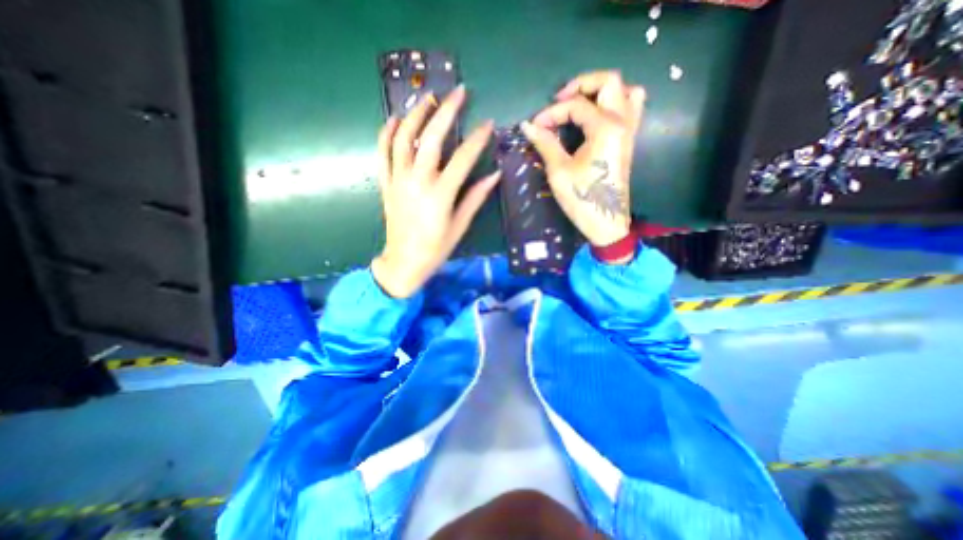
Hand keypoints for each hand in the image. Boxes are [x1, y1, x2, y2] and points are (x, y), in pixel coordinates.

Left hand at [371, 87, 500, 298]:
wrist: (404, 262)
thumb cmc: (436, 248)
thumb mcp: (460, 226)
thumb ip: (475, 197)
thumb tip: (494, 175)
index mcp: (440, 195)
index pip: (463, 158)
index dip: (478, 139)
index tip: (488, 124)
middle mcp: (417, 182)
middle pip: (431, 138)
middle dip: (447, 112)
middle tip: (459, 92)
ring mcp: (398, 180)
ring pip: (403, 139)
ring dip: (416, 114)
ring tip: (429, 98)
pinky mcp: (386, 184)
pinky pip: (382, 153)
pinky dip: (387, 133)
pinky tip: (395, 119)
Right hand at [520, 69, 644, 246]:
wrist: (606, 222)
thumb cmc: (582, 199)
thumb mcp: (559, 171)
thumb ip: (546, 143)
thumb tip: (528, 125)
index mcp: (605, 128)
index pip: (576, 106)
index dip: (551, 113)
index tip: (535, 127)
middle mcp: (622, 122)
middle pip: (609, 82)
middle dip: (581, 84)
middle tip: (560, 100)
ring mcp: (629, 131)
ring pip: (626, 91)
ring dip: (602, 91)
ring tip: (581, 104)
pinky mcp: (627, 142)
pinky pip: (631, 109)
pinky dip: (615, 104)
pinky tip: (597, 117)